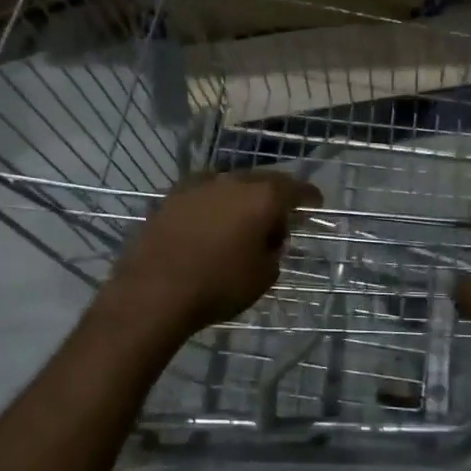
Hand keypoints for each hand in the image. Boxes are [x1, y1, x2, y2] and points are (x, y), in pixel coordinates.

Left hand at [106, 172, 318, 336]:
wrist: (155, 289)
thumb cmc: (219, 285)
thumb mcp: (263, 276)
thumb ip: (273, 251)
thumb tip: (267, 239)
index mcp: (262, 197)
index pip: (295, 188)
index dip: (308, 196)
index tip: (316, 203)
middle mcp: (231, 181)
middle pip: (261, 182)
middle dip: (273, 198)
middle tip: (278, 219)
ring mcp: (197, 186)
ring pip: (229, 186)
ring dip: (240, 200)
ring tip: (242, 223)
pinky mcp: (170, 197)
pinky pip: (202, 195)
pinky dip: (213, 206)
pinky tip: (210, 223)